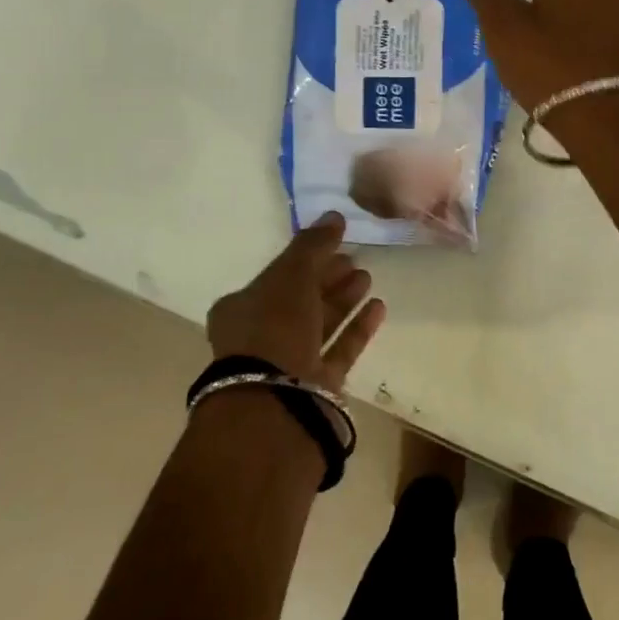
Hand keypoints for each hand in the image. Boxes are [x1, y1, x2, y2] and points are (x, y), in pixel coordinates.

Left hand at [206, 213, 385, 391]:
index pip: (277, 276)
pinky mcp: (316, 387)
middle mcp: (261, 337)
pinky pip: (339, 350)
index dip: (306, 258)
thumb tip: (335, 215)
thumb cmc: (273, 327)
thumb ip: (314, 244)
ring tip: (368, 278)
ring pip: (320, 324)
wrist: (276, 404)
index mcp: (241, 309)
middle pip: (300, 300)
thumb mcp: (291, 274)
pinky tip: (377, 307)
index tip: (336, 243)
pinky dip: (357, 328)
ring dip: (344, 300)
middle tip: (356, 259)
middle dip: (328, 278)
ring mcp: (289, 364)